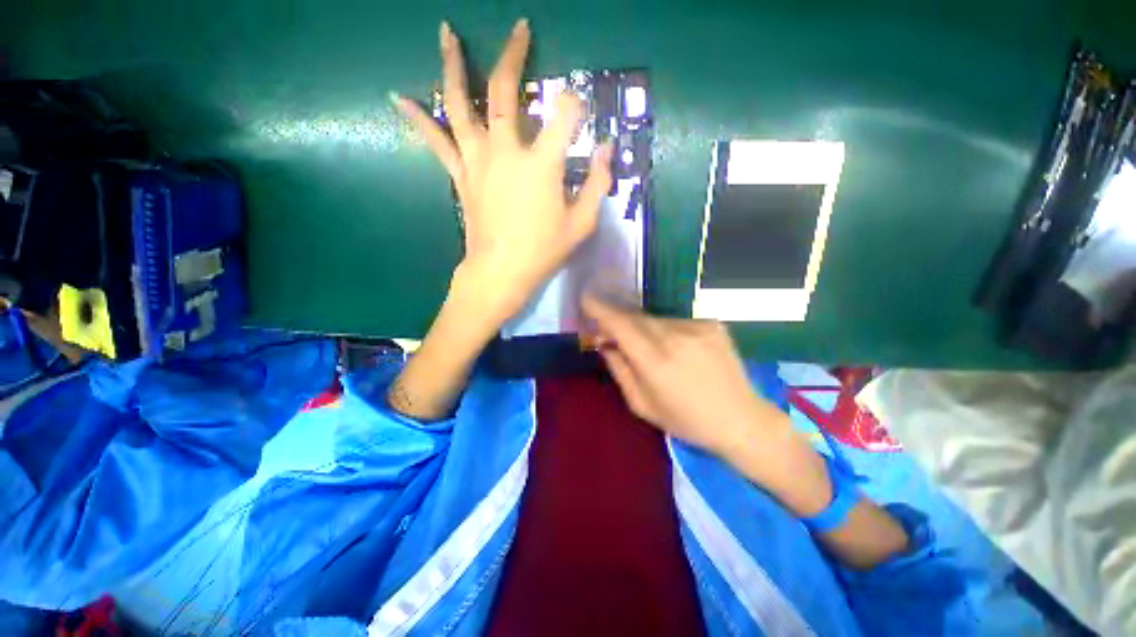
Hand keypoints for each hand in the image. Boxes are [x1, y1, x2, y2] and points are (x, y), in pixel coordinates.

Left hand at [392, 19, 613, 322]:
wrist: (500, 272)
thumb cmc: (543, 251)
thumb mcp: (582, 224)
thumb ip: (598, 184)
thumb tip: (607, 150)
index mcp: (542, 164)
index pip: (564, 113)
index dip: (575, 106)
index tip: (579, 115)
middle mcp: (506, 150)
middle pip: (504, 91)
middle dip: (514, 55)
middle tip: (520, 29)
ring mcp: (477, 160)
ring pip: (460, 103)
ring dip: (454, 65)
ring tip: (447, 32)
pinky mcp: (461, 175)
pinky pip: (437, 141)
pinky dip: (418, 118)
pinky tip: (399, 98)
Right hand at [581, 294, 787, 458]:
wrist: (741, 419)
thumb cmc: (686, 420)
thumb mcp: (642, 405)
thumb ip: (619, 370)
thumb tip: (603, 343)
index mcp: (655, 361)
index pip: (620, 324)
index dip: (600, 309)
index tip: (586, 298)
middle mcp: (675, 337)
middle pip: (635, 317)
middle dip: (619, 320)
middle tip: (611, 332)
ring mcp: (696, 327)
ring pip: (655, 318)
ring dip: (643, 328)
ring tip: (648, 348)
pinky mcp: (712, 324)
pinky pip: (676, 321)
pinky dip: (666, 330)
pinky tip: (675, 349)